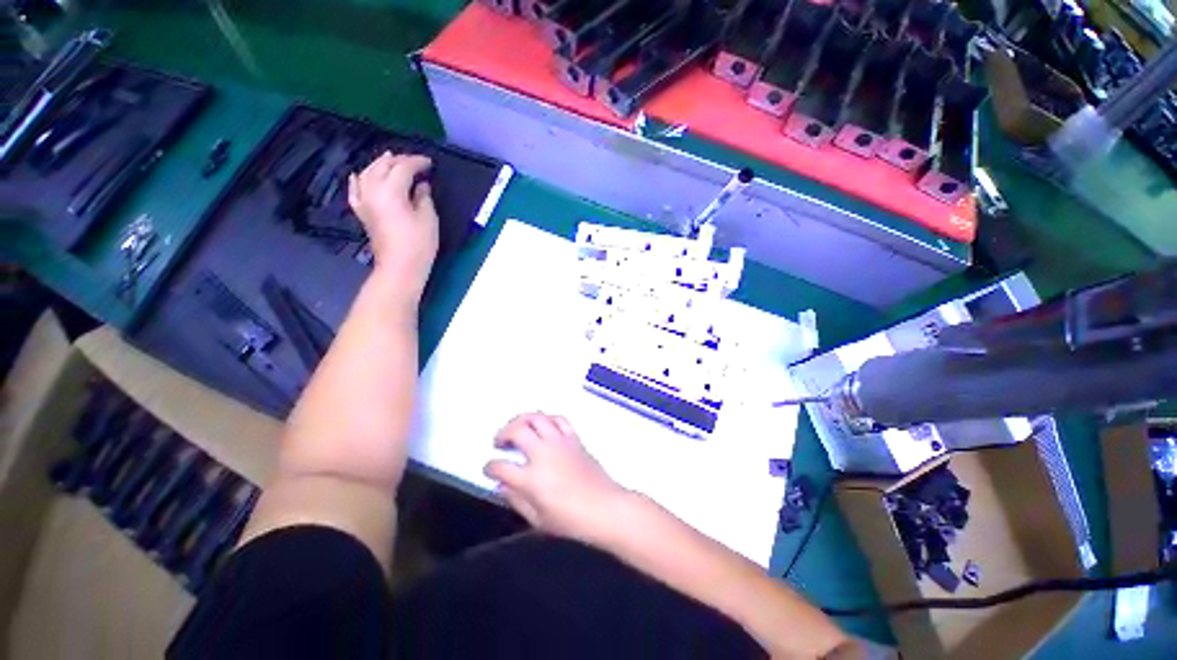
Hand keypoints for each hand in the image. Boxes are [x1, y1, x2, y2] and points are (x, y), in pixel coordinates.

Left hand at [349, 152, 438, 306]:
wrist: (400, 267)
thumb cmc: (419, 244)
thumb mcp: (429, 219)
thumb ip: (424, 197)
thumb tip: (421, 185)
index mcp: (391, 191)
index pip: (403, 168)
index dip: (417, 163)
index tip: (430, 163)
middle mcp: (372, 190)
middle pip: (382, 166)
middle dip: (398, 160)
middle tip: (415, 162)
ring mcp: (364, 201)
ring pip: (367, 173)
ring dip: (380, 165)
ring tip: (390, 160)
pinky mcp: (362, 212)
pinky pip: (356, 189)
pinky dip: (359, 180)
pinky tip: (359, 176)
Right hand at [484, 412, 629, 544]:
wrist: (604, 507)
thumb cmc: (570, 520)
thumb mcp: (537, 519)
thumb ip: (516, 500)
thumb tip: (502, 485)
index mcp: (531, 478)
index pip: (500, 466)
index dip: (490, 467)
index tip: (489, 469)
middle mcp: (543, 453)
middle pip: (517, 431)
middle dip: (503, 433)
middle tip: (500, 442)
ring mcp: (559, 442)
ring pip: (536, 417)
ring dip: (522, 420)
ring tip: (518, 428)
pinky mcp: (573, 438)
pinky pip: (558, 419)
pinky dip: (547, 419)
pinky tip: (543, 427)